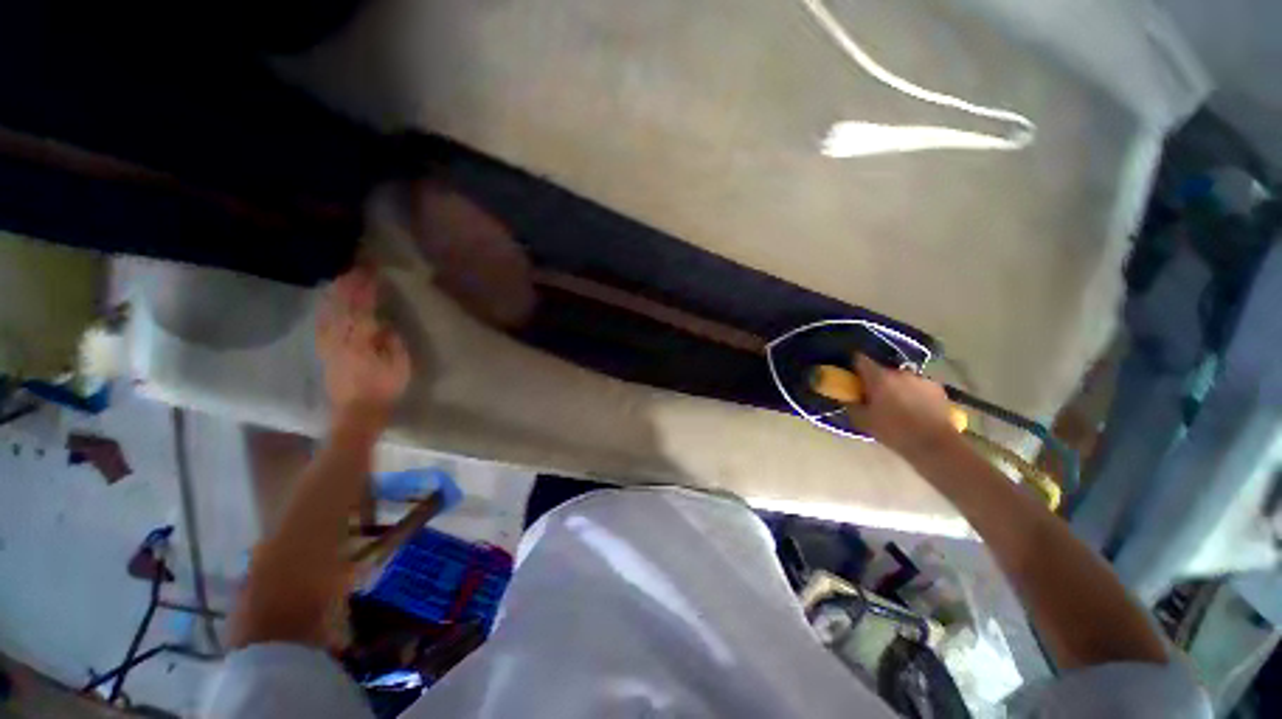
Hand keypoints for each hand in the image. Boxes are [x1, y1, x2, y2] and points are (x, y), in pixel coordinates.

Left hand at [316, 267, 410, 425]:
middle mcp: (341, 339)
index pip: (363, 308)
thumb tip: (383, 324)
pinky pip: (322, 325)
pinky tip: (326, 303)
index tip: (371, 272)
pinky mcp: (325, 352)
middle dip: (349, 286)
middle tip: (355, 268)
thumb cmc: (384, 390)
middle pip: (342, 306)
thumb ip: (392, 342)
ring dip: (335, 294)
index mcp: (361, 341)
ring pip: (329, 313)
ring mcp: (330, 345)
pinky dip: (325, 310)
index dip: (366, 289)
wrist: (357, 413)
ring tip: (341, 279)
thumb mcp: (399, 366)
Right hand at [845, 355, 957, 458]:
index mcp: (878, 377)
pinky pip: (918, 386)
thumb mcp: (863, 421)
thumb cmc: (894, 431)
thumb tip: (848, 397)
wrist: (935, 444)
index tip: (852, 374)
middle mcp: (899, 372)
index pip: (860, 359)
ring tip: (897, 404)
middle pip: (882, 370)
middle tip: (874, 396)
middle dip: (876, 380)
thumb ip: (852, 405)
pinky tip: (915, 408)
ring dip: (896, 386)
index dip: (854, 365)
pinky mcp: (937, 388)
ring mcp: (920, 378)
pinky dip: (914, 393)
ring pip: (901, 378)